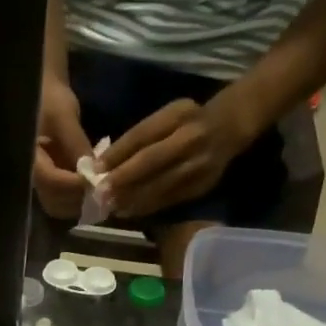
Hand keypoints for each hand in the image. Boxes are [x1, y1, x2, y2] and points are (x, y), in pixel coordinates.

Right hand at [32, 74, 94, 218]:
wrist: (42, 94)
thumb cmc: (49, 99)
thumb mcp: (64, 116)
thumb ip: (76, 146)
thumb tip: (93, 173)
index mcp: (27, 158)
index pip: (51, 182)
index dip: (75, 185)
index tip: (98, 179)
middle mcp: (29, 176)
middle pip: (54, 201)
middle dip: (79, 199)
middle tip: (103, 188)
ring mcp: (39, 182)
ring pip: (59, 205)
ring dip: (81, 202)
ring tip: (101, 189)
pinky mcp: (49, 183)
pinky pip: (63, 199)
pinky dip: (79, 197)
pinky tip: (95, 187)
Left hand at [103, 93, 253, 218]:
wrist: (230, 127)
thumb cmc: (188, 121)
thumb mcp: (167, 117)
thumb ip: (142, 136)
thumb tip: (105, 163)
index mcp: (178, 115)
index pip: (143, 134)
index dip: (118, 153)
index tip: (95, 168)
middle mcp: (190, 138)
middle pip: (152, 160)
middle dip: (123, 179)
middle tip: (100, 193)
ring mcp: (199, 163)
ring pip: (161, 184)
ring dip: (133, 198)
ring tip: (111, 207)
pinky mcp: (202, 184)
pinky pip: (170, 198)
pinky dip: (148, 206)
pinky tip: (130, 211)